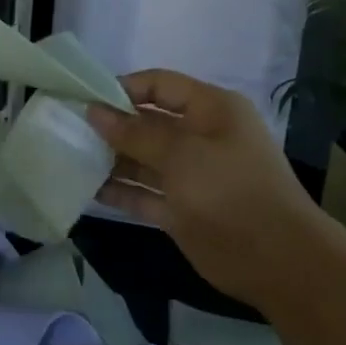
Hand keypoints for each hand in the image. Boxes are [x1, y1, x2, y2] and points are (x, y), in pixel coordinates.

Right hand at [87, 70, 337, 307]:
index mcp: (211, 110)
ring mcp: (191, 175)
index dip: (122, 88)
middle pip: (148, 122)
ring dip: (111, 159)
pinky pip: (144, 193)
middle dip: (111, 125)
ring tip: (70, 157)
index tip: (84, 98)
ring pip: (143, 159)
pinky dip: (120, 191)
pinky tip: (87, 189)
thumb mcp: (181, 154)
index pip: (160, 85)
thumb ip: (135, 132)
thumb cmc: (230, 190)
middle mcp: (200, 137)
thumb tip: (95, 111)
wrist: (277, 260)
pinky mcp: (182, 209)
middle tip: (68, 129)